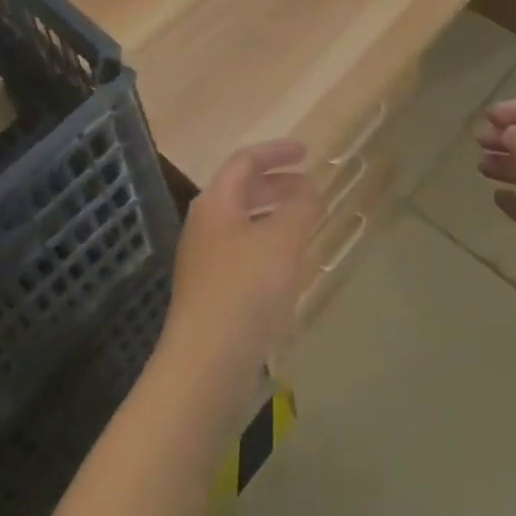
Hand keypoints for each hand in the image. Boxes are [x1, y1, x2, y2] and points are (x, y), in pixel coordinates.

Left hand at [161, 140, 321, 384]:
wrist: (205, 364)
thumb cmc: (246, 290)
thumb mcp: (283, 241)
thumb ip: (300, 208)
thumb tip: (309, 189)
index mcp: (216, 202)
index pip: (246, 160)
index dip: (277, 151)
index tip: (307, 153)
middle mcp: (205, 224)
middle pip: (242, 190)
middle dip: (278, 184)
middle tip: (310, 189)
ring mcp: (204, 260)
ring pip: (243, 223)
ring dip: (274, 216)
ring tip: (306, 225)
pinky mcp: (210, 292)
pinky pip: (243, 252)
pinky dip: (268, 245)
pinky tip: (288, 267)